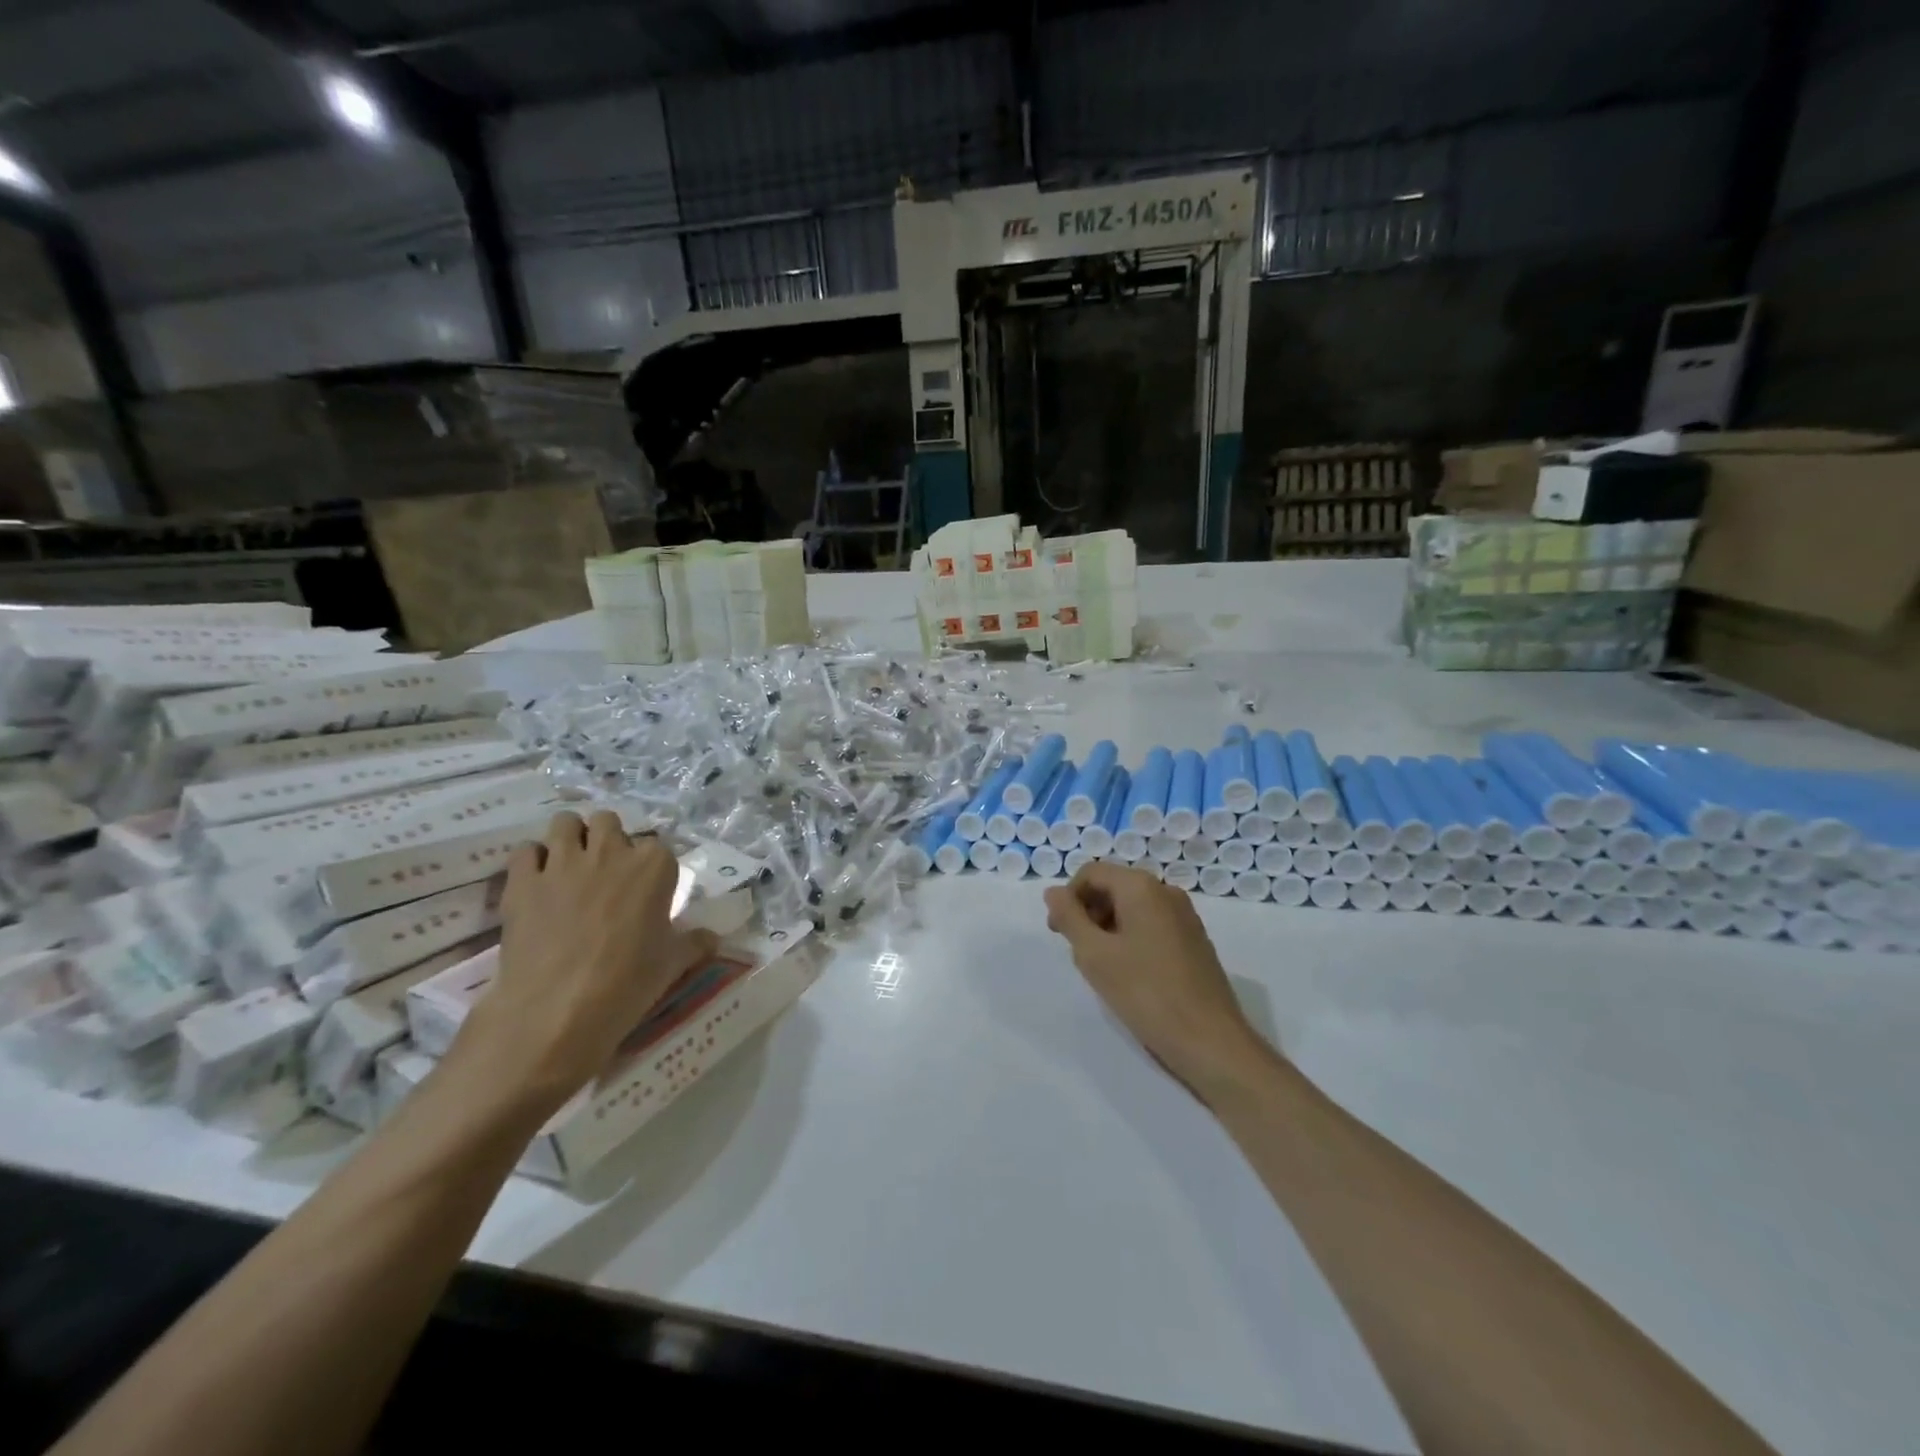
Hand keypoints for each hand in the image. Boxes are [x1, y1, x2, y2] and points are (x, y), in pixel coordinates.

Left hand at [451, 811, 719, 1114]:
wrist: (558, 1011)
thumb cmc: (627, 983)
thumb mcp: (672, 963)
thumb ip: (694, 942)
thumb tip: (712, 938)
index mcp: (654, 866)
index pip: (657, 847)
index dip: (649, 867)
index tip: (646, 890)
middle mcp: (611, 852)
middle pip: (609, 822)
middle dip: (607, 839)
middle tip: (606, 872)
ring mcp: (564, 863)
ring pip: (565, 823)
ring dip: (570, 838)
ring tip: (570, 866)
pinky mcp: (523, 881)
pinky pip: (525, 851)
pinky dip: (532, 861)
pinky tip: (537, 883)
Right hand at [1045, 863, 1269, 1100]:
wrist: (1210, 1041)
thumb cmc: (1146, 993)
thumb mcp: (1094, 955)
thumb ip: (1069, 917)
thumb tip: (1053, 892)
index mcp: (1142, 887)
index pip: (1091, 873)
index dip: (1068, 898)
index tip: (1058, 933)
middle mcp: (1166, 892)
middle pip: (1113, 886)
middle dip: (1088, 912)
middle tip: (1077, 952)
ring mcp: (1185, 916)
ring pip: (1133, 907)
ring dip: (1108, 927)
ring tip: (1102, 967)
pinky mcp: (1195, 940)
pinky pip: (1152, 925)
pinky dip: (1132, 938)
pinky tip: (1130, 974)